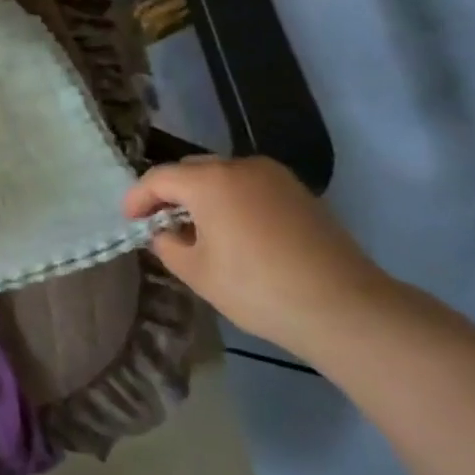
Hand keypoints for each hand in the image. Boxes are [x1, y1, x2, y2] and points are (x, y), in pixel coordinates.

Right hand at [124, 156, 395, 354]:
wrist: (345, 308)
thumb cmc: (258, 288)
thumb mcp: (196, 272)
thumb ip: (167, 244)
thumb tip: (165, 232)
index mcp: (209, 181)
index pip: (158, 178)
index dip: (137, 199)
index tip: (129, 222)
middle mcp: (240, 166)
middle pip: (190, 170)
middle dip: (170, 193)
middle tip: (160, 224)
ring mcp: (274, 177)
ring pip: (222, 176)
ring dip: (202, 196)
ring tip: (198, 229)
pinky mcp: (299, 192)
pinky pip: (250, 186)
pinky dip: (232, 200)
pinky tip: (234, 232)